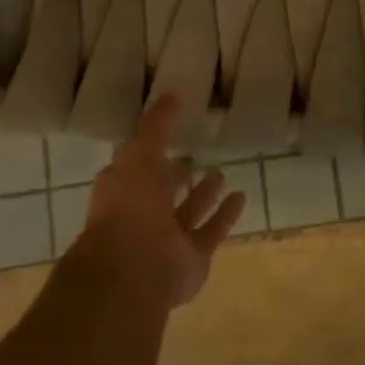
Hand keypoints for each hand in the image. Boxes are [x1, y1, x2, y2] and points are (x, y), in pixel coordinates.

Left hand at [65, 94, 244, 309]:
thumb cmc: (129, 207)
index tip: (171, 132)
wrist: (135, 269)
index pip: (138, 166)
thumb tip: (171, 94)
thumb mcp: (138, 155)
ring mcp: (167, 240)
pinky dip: (225, 216)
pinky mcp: (192, 258)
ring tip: (221, 173)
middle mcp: (143, 216)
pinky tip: (241, 196)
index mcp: (123, 191)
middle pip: (163, 192)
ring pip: (188, 213)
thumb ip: (156, 126)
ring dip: (204, 195)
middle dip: (177, 175)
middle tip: (195, 155)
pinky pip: (211, 232)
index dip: (152, 149)